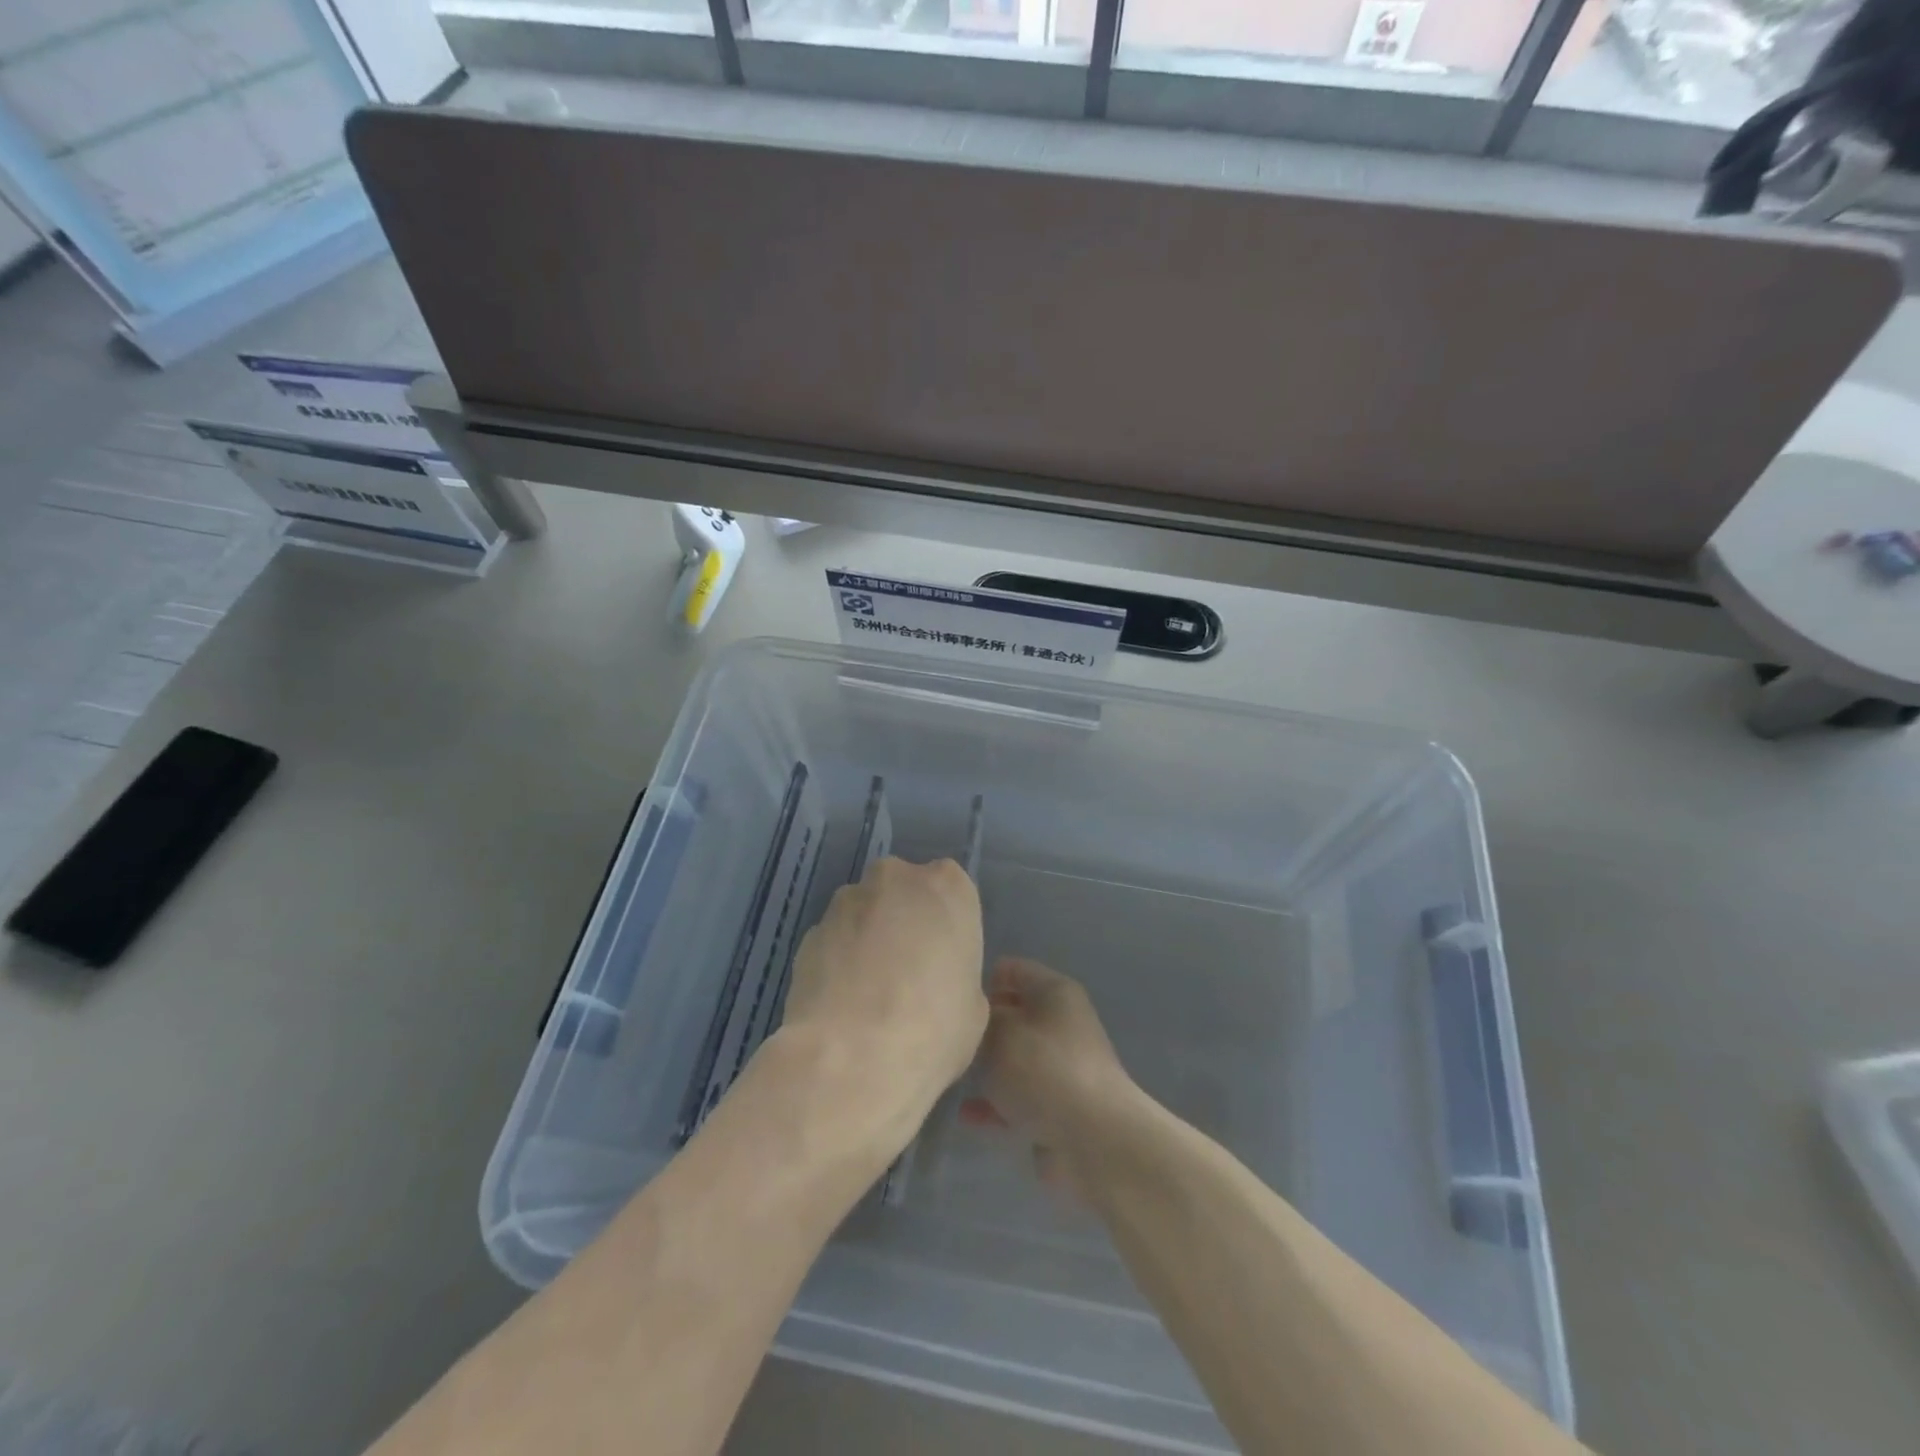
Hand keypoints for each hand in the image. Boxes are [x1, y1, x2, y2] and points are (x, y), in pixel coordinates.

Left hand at [780, 857, 986, 1138]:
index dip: (945, 926)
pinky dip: (838, 962)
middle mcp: (895, 879)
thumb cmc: (934, 1027)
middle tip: (908, 973)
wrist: (853, 1058)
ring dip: (867, 940)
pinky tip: (842, 1005)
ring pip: (863, 913)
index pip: (950, 890)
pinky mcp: (809, 933)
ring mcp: (845, 902)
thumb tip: (933, 981)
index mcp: (947, 887)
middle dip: (903, 922)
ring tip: (869, 996)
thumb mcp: (974, 1005)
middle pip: (902, 892)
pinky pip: (833, 941)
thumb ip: (955, 973)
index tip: (943, 960)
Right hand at [960, 957, 1142, 1194]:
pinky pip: (1018, 1097)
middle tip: (948, 1037)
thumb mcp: (1000, 1034)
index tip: (953, 998)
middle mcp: (1062, 1025)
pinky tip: (965, 1114)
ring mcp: (1061, 1069)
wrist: (1094, 1141)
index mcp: (1055, 993)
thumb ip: (981, 1020)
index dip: (982, 978)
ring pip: (1014, 1058)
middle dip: (981, 1026)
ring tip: (951, 1072)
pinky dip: (995, 1103)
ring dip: (986, 1067)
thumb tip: (977, 1019)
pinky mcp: (1058, 1108)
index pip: (1013, 970)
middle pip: (1013, 1015)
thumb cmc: (1043, 1071)